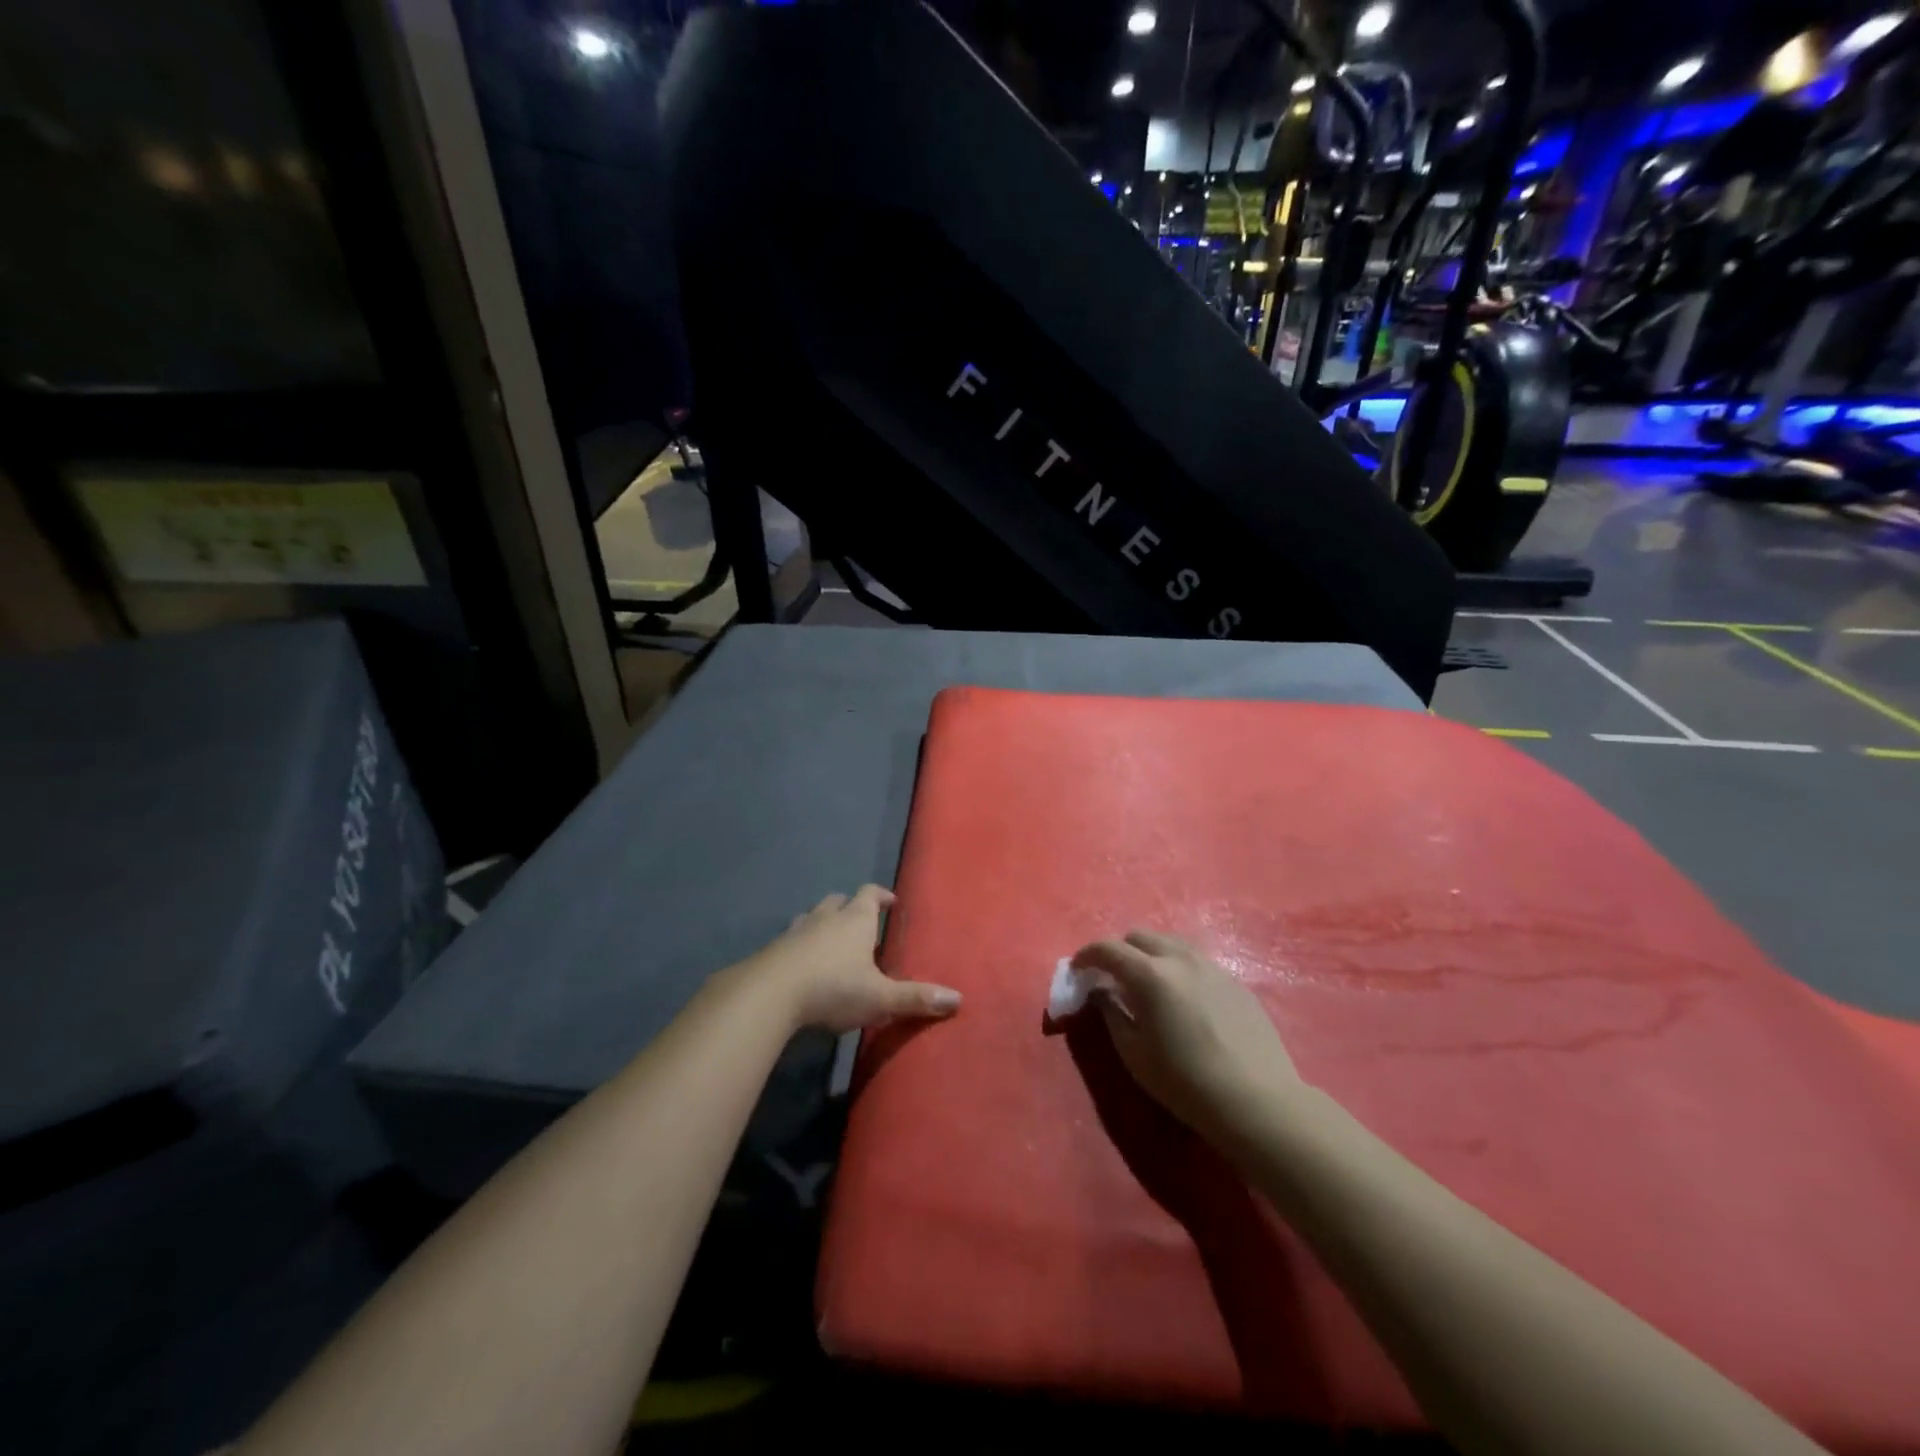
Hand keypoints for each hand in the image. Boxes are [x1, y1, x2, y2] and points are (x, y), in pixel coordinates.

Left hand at [750, 885, 961, 1033]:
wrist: (769, 994)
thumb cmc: (833, 988)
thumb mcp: (880, 998)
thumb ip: (916, 998)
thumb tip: (958, 998)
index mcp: (855, 920)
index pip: (870, 894)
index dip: (881, 896)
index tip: (890, 902)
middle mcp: (826, 917)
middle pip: (839, 901)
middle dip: (850, 908)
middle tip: (861, 925)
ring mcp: (796, 931)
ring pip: (812, 917)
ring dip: (823, 924)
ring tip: (830, 943)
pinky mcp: (773, 949)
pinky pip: (791, 940)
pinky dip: (800, 946)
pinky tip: (802, 966)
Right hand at [1073, 930, 1304, 1140]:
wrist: (1257, 1101)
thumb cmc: (1185, 1082)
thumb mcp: (1134, 1053)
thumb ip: (1111, 1013)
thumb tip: (1101, 992)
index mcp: (1150, 974)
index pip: (1107, 949)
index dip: (1086, 956)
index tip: (1077, 971)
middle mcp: (1180, 958)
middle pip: (1139, 936)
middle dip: (1119, 951)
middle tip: (1111, 978)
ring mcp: (1212, 966)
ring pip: (1170, 943)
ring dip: (1150, 955)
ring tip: (1146, 984)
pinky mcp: (1235, 981)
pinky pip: (1196, 961)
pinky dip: (1177, 968)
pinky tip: (1182, 999)